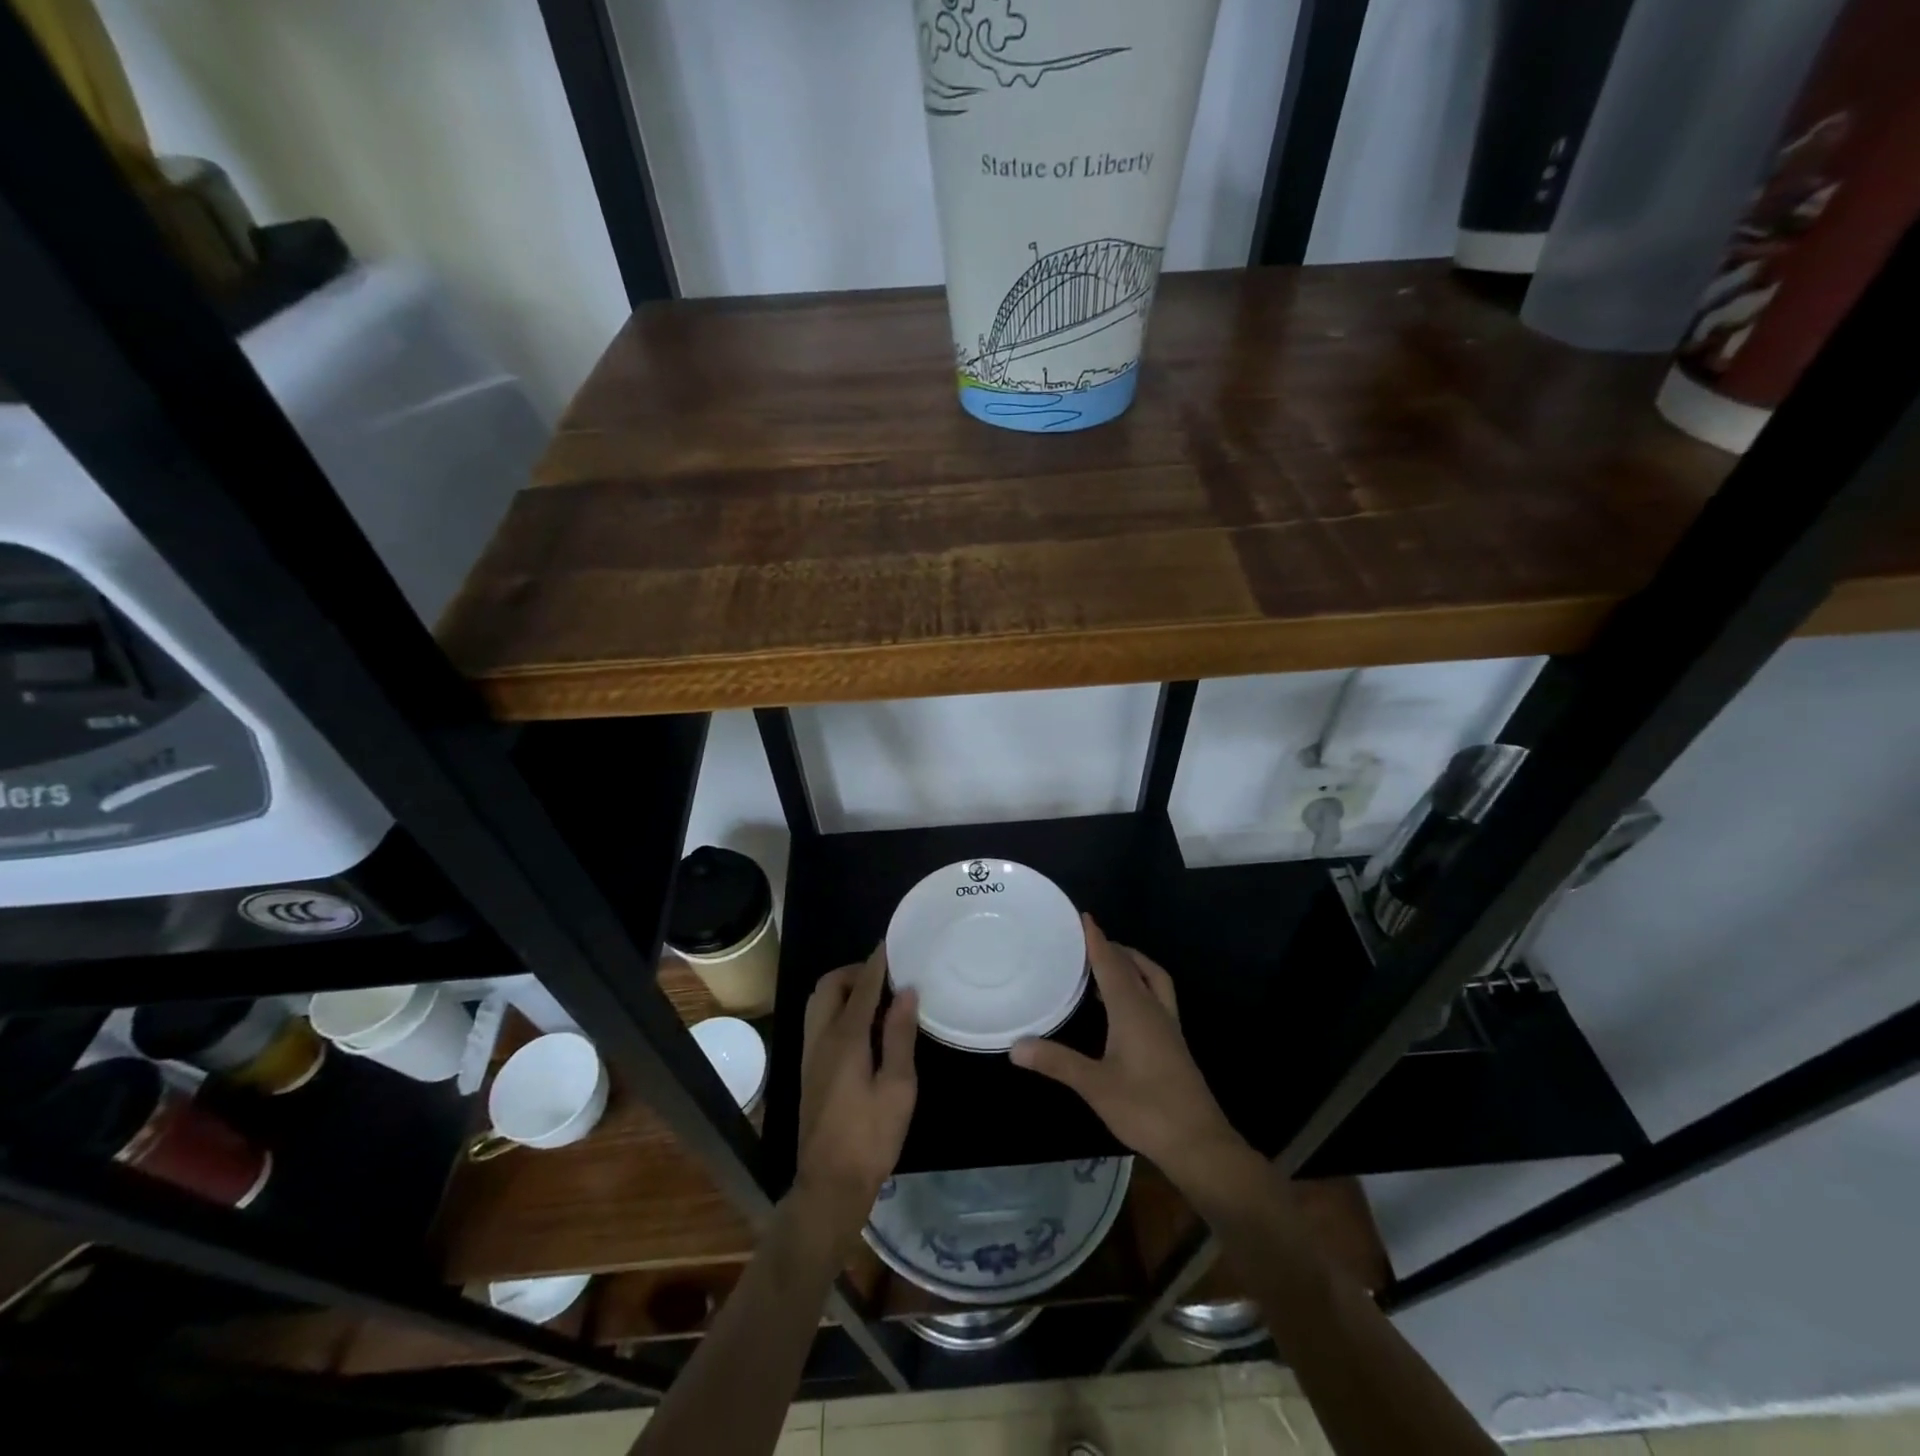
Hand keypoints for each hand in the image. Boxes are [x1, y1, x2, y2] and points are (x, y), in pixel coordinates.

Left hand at [794, 946, 917, 1236]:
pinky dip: (839, 1008)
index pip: (862, 985)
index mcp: (845, 1038)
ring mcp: (811, 1054)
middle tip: (886, 975)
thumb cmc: (871, 1137)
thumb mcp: (898, 1087)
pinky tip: (864, 1027)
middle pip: (830, 986)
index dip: (877, 961)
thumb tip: (906, 992)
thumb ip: (899, 1036)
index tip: (893, 942)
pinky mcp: (810, 1070)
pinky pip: (819, 1021)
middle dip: (856, 971)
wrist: (829, 1185)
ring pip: (819, 1002)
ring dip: (844, 989)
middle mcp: (821, 1038)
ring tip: (877, 998)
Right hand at [1012, 916, 1243, 1186]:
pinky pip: (1156, 998)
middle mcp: (1153, 1009)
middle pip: (1134, 965)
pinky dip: (1138, 987)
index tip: (1082, 916)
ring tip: (1104, 966)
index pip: (1112, 963)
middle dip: (1112, 948)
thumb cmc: (1146, 1108)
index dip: (1096, 939)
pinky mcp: (1173, 1044)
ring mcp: (1168, 1026)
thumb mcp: (1095, 1086)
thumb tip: (1015, 1046)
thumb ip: (1056, 1062)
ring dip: (1131, 965)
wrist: (1199, 1143)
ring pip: (1152, 979)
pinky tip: (1121, 1008)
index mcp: (1134, 1009)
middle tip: (1084, 942)